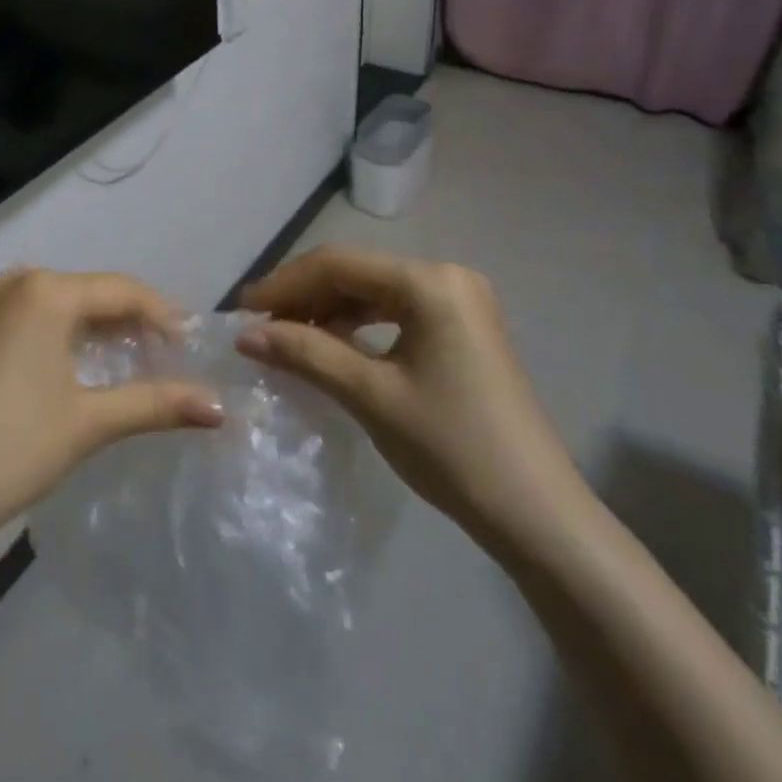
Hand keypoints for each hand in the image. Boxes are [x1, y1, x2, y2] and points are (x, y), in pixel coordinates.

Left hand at [0, 268, 222, 548]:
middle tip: (156, 353)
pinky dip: (41, 331)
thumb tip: (220, 406)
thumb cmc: (11, 449)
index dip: (161, 314)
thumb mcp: (90, 423)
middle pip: (83, 291)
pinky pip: (11, 315)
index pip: (121, 291)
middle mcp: (9, 283)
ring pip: (46, 301)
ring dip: (82, 324)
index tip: (189, 343)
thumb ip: (157, 405)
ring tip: (111, 357)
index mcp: (45, 292)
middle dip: (122, 319)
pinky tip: (49, 362)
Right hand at [238, 246, 583, 551]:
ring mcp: (459, 301)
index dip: (284, 284)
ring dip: (328, 310)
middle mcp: (446, 276)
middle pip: (357, 272)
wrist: (538, 517)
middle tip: (259, 326)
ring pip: (374, 290)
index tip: (242, 310)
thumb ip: (305, 353)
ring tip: (286, 336)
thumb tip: (245, 334)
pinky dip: (358, 324)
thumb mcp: (370, 395)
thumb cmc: (452, 448)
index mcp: (429, 282)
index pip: (339, 264)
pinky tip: (331, 345)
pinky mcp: (463, 327)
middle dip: (304, 296)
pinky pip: (396, 310)